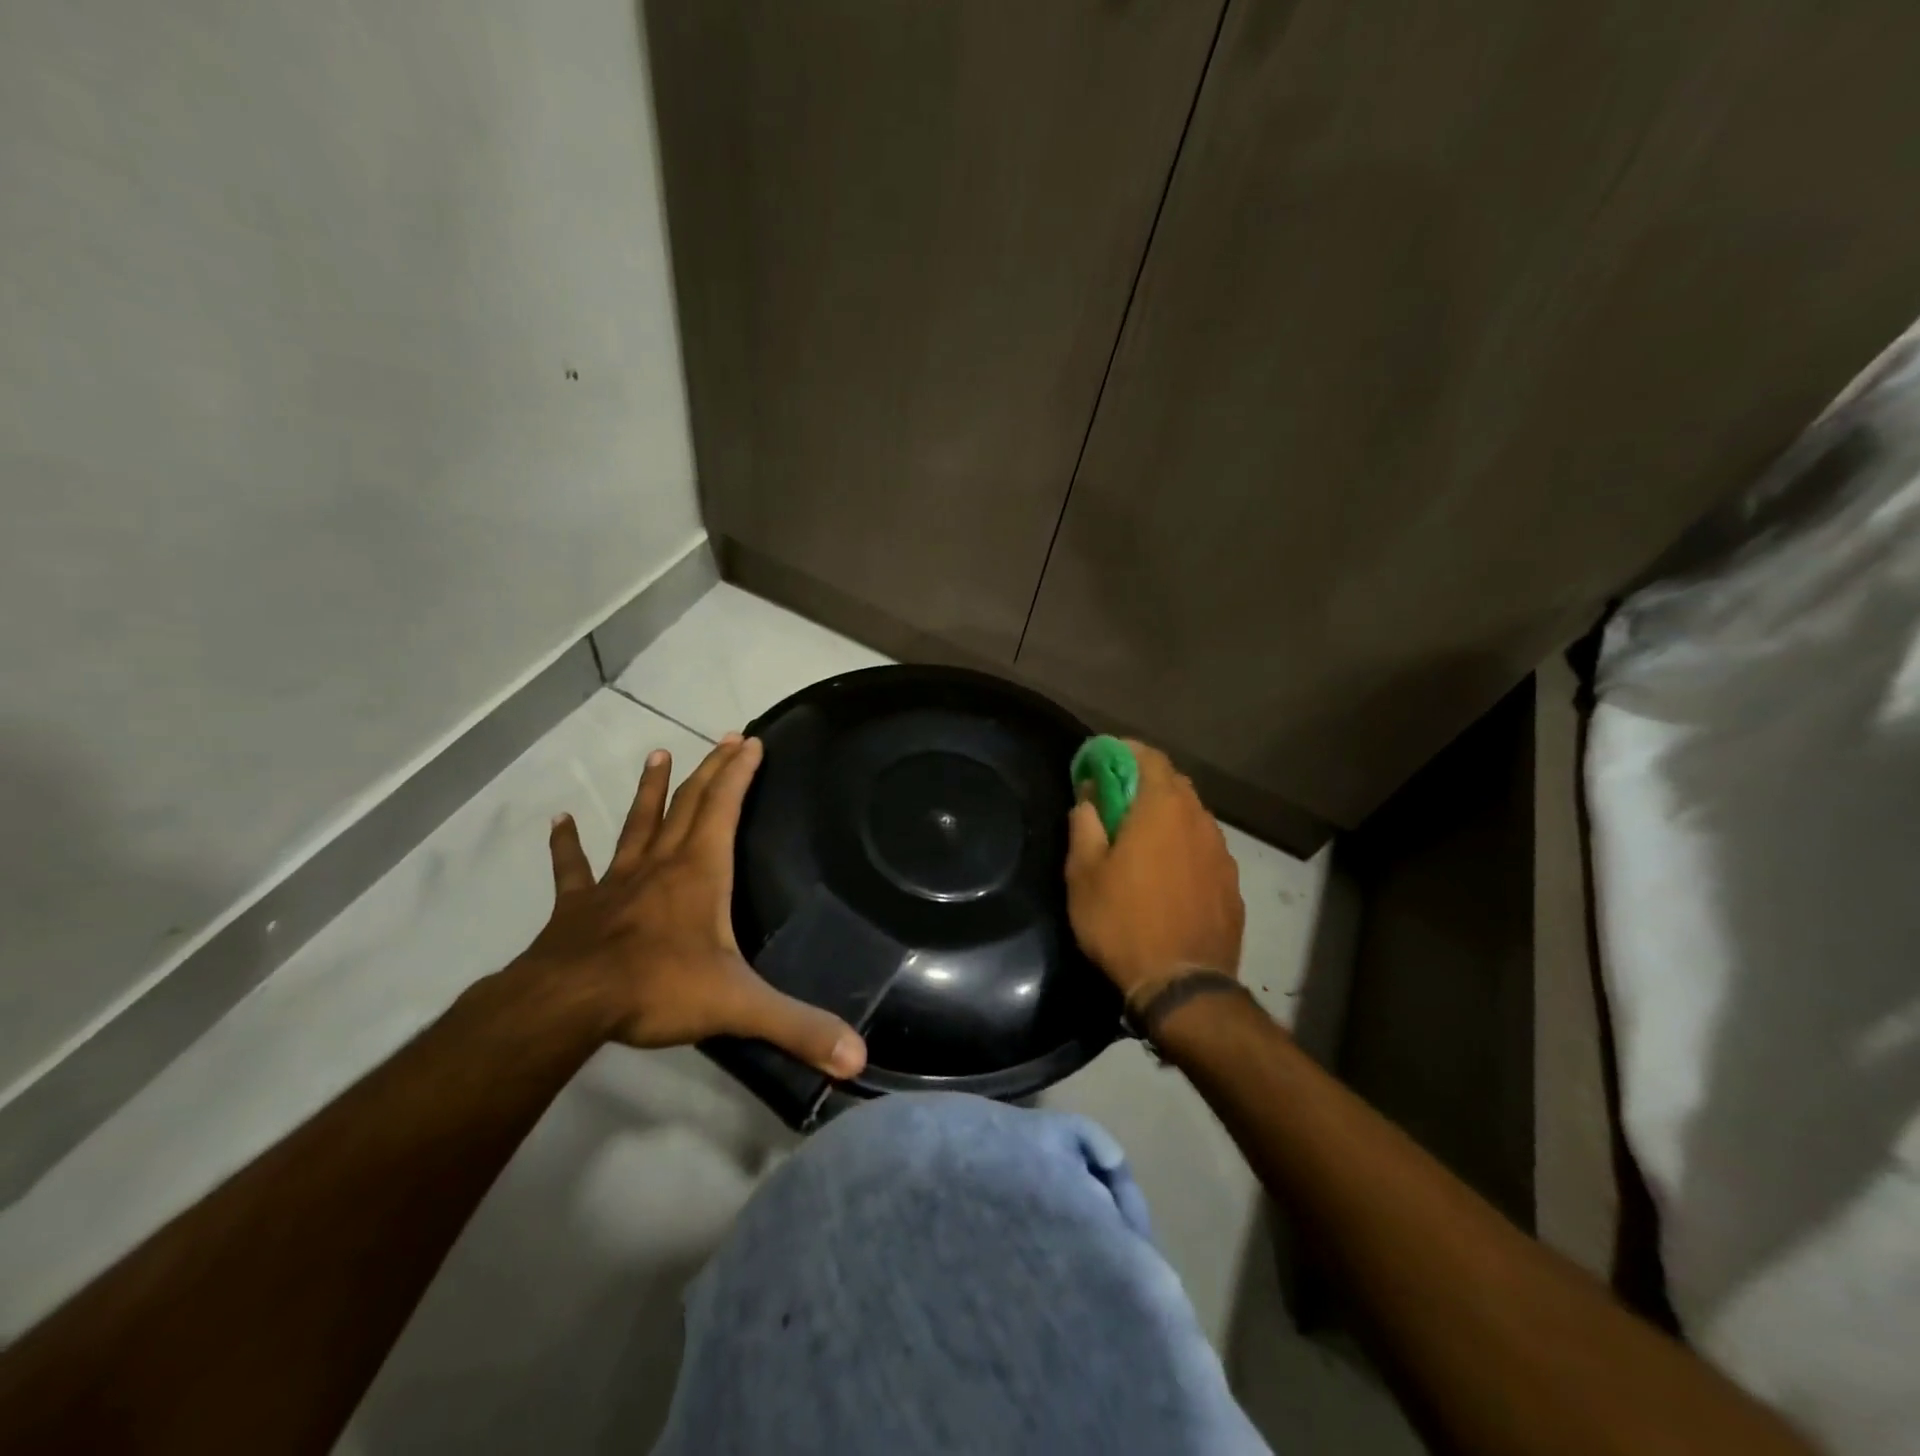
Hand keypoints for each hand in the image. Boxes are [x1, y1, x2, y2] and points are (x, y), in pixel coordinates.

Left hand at [524, 734, 866, 1078]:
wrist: (568, 1005)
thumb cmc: (658, 988)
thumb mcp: (739, 1006)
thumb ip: (798, 1028)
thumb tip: (858, 1058)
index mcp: (700, 872)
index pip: (724, 806)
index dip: (739, 772)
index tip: (750, 741)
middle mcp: (661, 864)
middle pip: (689, 804)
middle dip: (710, 769)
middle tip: (724, 738)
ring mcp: (616, 882)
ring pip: (637, 824)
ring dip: (651, 790)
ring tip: (657, 754)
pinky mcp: (579, 906)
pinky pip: (574, 869)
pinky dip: (567, 846)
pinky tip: (559, 822)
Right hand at [1065, 740, 1244, 1004]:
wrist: (1182, 986)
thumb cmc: (1122, 923)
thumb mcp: (1084, 874)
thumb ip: (1085, 826)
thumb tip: (1089, 799)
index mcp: (1162, 809)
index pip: (1149, 756)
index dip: (1123, 751)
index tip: (1101, 760)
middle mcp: (1199, 820)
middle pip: (1174, 783)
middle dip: (1143, 782)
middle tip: (1116, 801)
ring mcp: (1221, 853)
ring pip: (1192, 816)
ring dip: (1166, 815)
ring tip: (1141, 839)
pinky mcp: (1231, 883)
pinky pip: (1204, 848)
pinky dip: (1184, 846)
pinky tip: (1167, 873)